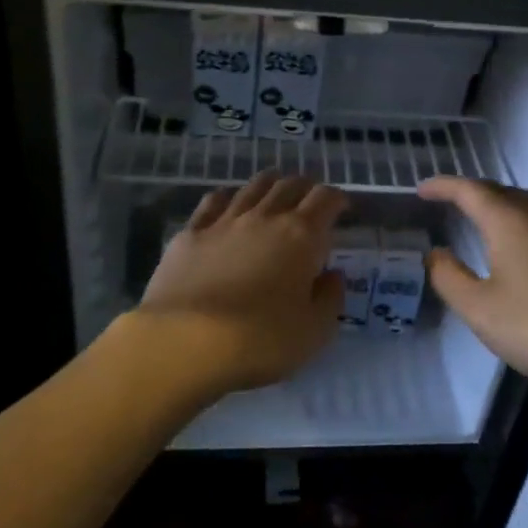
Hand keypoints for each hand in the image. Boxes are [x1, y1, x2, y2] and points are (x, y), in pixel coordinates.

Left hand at [136, 171, 346, 393]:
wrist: (186, 341)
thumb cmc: (261, 339)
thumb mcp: (315, 330)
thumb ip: (330, 298)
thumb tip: (331, 276)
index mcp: (301, 236)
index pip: (325, 199)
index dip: (337, 199)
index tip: (341, 208)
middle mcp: (265, 217)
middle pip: (289, 186)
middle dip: (305, 188)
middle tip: (309, 201)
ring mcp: (224, 221)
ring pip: (252, 187)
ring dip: (269, 185)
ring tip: (274, 192)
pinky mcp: (190, 234)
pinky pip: (213, 202)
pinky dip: (227, 198)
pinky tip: (228, 204)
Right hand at [416, 176, 527, 399]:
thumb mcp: (480, 308)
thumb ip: (449, 278)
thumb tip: (435, 253)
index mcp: (507, 222)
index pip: (469, 191)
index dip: (442, 187)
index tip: (420, 190)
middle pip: (498, 192)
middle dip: (468, 192)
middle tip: (445, 201)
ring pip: (521, 206)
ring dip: (494, 204)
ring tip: (474, 217)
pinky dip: (512, 223)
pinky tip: (510, 248)